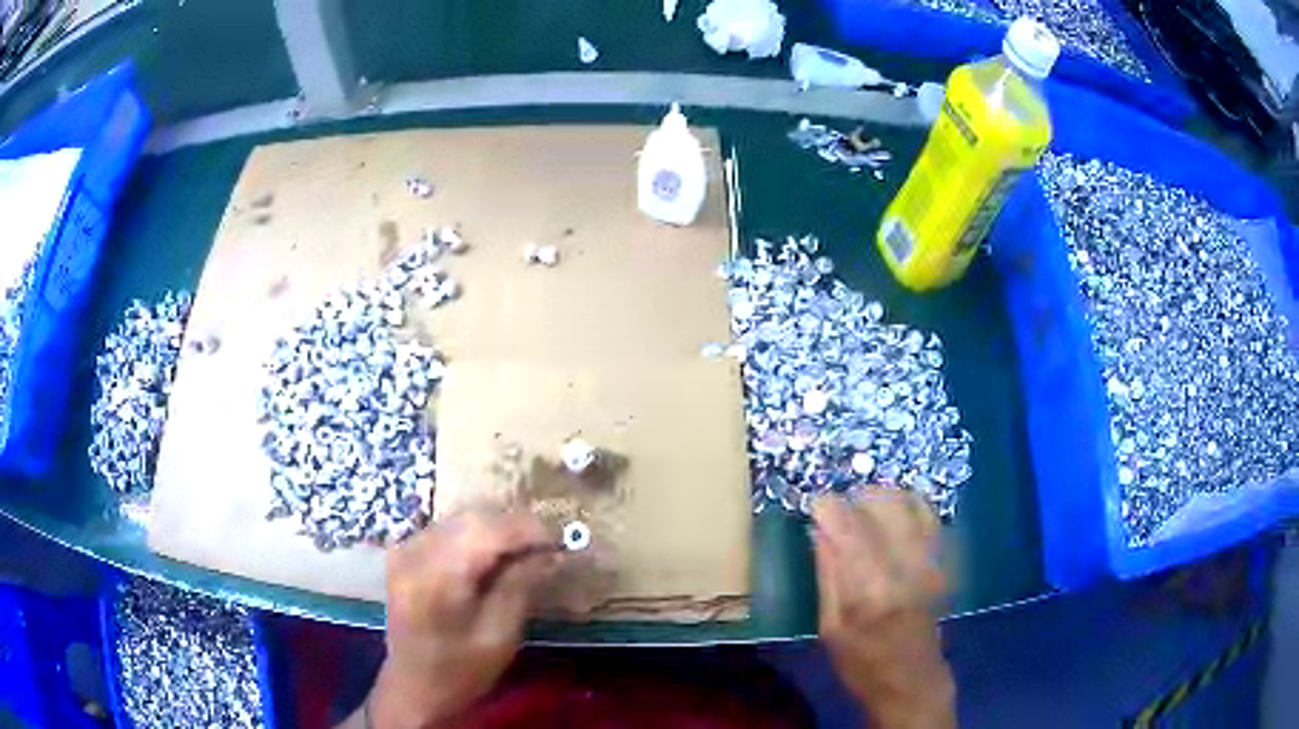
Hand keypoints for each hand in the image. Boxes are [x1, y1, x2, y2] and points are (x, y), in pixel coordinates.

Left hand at [367, 510, 558, 728]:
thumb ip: (520, 585)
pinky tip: (493, 554)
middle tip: (548, 544)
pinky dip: (474, 533)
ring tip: (525, 548)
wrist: (412, 687)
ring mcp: (405, 548)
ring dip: (496, 526)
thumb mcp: (499, 636)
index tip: (563, 539)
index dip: (529, 528)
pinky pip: (445, 528)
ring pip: (459, 517)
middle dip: (515, 524)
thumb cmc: (461, 671)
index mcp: (438, 576)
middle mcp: (416, 551)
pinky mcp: (403, 553)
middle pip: (473, 516)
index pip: (489, 531)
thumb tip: (549, 550)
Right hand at [813, 491, 954, 728]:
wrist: (912, 682)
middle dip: (855, 498)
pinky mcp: (944, 561)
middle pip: (883, 503)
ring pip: (909, 501)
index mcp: (871, 589)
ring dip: (882, 498)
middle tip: (838, 511)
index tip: (813, 506)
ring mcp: (932, 560)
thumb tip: (818, 529)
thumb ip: (827, 574)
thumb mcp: (829, 627)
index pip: (849, 526)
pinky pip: (928, 514)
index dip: (828, 507)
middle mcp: (907, 566)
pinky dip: (907, 506)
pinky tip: (891, 520)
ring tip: (863, 512)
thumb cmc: (862, 664)